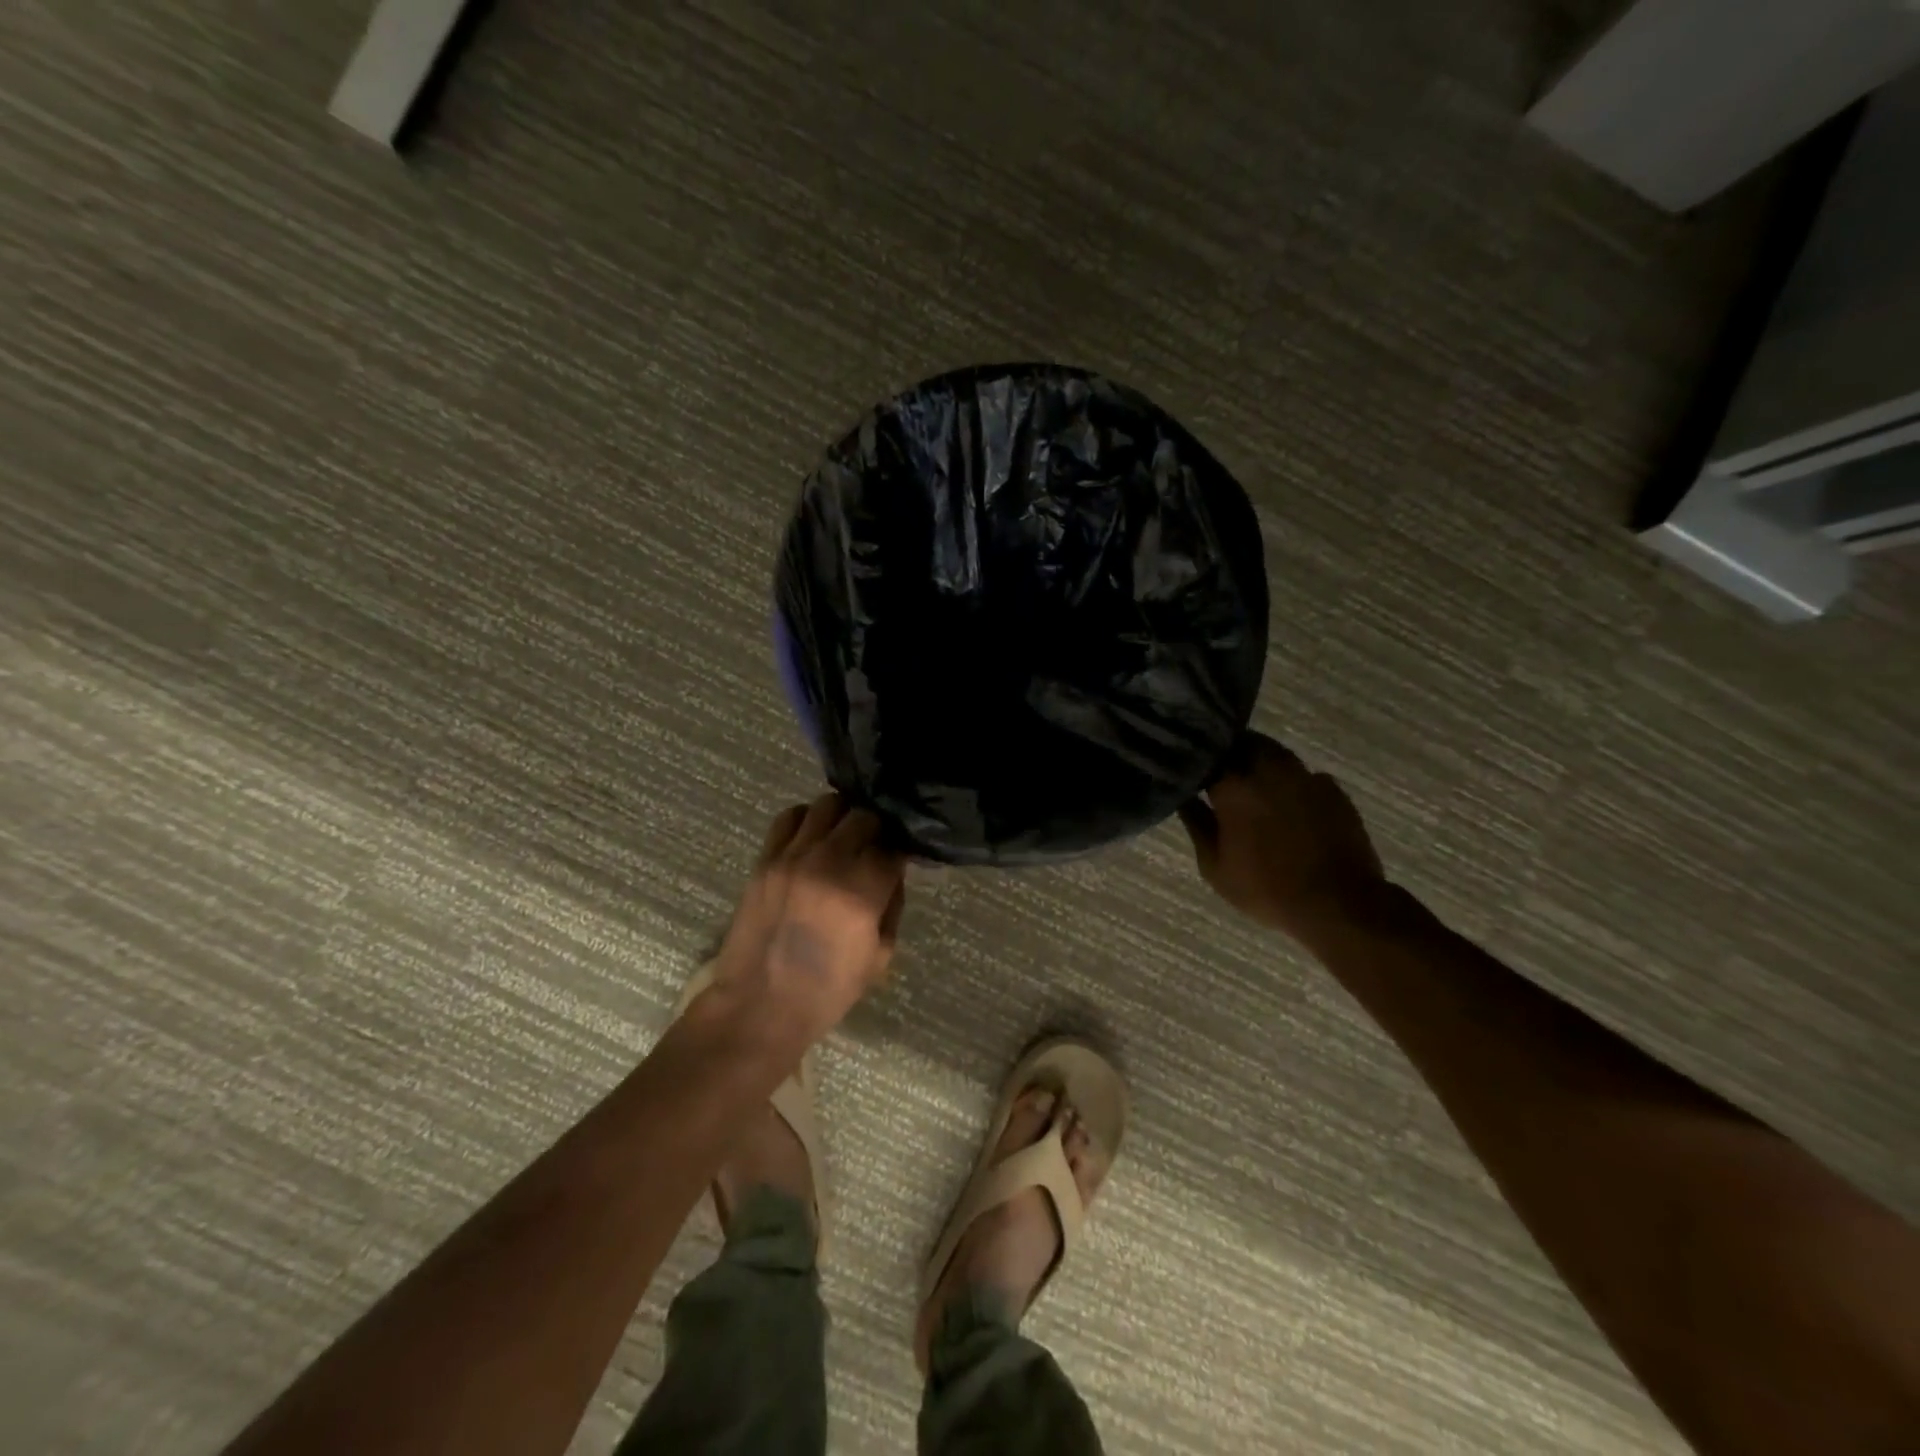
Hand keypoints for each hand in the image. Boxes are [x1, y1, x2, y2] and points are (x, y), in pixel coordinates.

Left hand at [712, 793, 906, 1041]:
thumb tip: (893, 870)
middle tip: (873, 846)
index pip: (893, 847)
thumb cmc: (827, 992)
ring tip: (843, 836)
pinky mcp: (765, 860)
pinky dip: (807, 819)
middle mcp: (828, 864)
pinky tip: (812, 838)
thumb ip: (892, 905)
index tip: (899, 859)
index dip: (900, 851)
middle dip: (876, 829)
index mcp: (861, 893)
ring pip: (827, 805)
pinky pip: (789, 817)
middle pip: (864, 816)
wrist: (759, 1007)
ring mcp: (792, 857)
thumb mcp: (880, 956)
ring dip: (843, 816)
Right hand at [1178, 733, 1384, 943]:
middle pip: (1243, 743)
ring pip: (1275, 753)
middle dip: (1229, 751)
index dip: (1198, 760)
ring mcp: (1304, 777)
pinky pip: (1304, 774)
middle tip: (1220, 769)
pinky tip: (1288, 801)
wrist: (1338, 903)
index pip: (1208, 756)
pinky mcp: (1333, 790)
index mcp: (1233, 786)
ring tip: (1252, 781)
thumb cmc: (1265, 888)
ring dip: (1260, 760)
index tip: (1191, 769)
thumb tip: (1183, 799)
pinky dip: (1291, 780)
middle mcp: (1268, 770)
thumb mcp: (1215, 866)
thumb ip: (1197, 825)